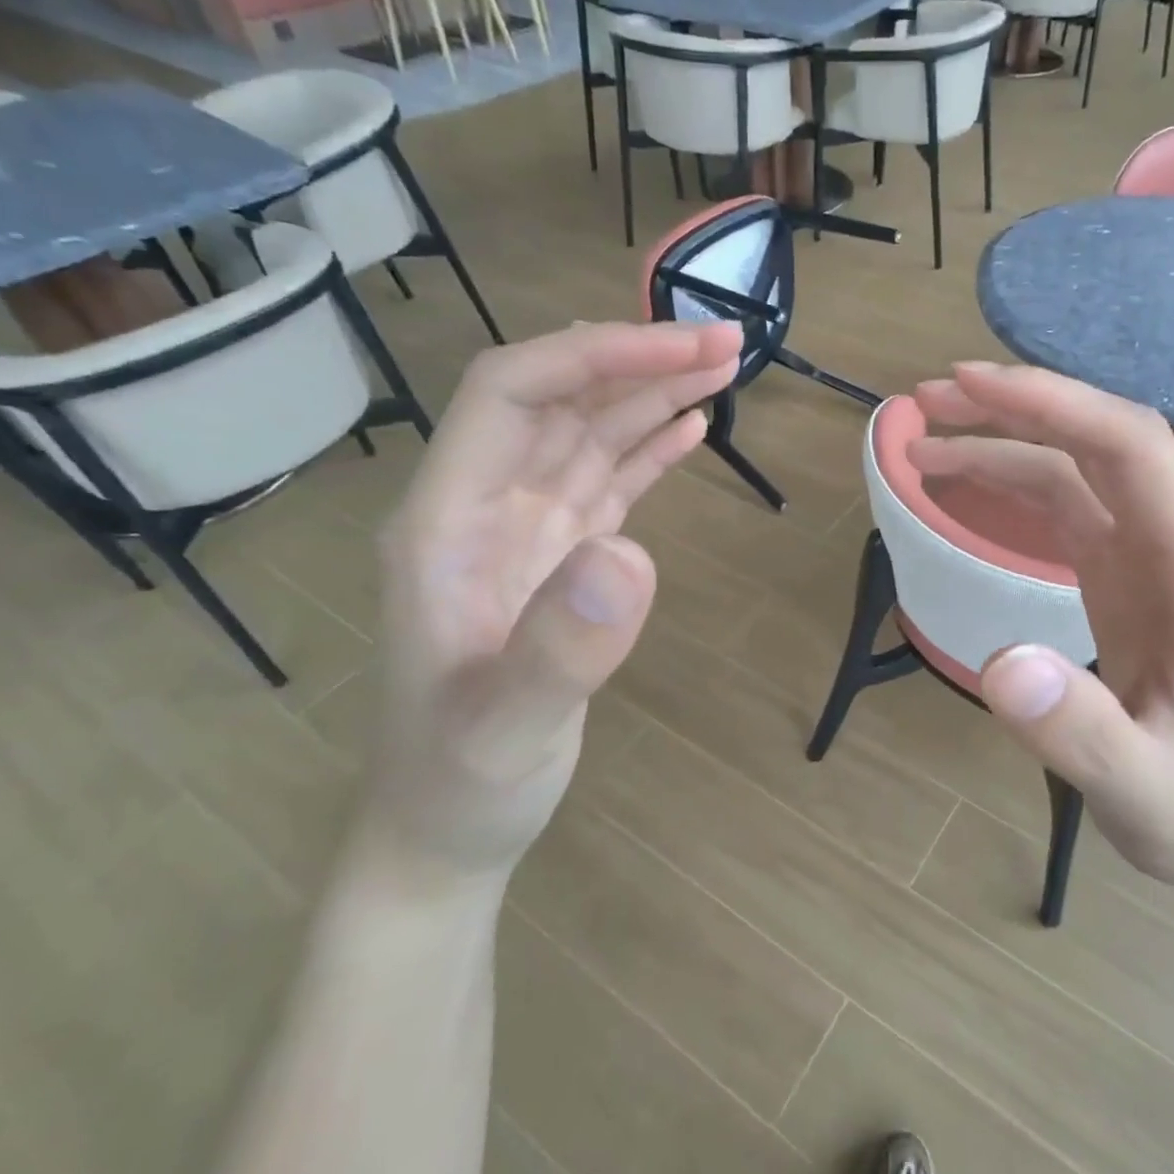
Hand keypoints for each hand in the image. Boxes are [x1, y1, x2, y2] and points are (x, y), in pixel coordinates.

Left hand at [361, 321, 741, 892]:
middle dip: (638, 362)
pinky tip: (688, 428)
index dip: (593, 358)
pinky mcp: (559, 561)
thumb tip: (632, 555)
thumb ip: (560, 647)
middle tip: (727, 343)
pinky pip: (605, 484)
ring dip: (650, 396)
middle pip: (557, 401)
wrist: (448, 830)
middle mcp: (481, 508)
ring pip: (587, 436)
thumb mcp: (507, 729)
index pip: (510, 393)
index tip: (681, 350)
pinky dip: (647, 449)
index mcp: (447, 521)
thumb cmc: (463, 783)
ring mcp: (522, 533)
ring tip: (722, 368)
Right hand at [910, 362, 1173, 904]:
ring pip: (1078, 466)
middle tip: (928, 400)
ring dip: (1004, 441)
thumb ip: (1081, 731)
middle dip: (1016, 407)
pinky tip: (966, 484)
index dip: (1051, 405)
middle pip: (1101, 439)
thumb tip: (999, 664)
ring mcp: (1153, 555)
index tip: (969, 388)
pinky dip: (1013, 482)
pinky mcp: (1126, 574)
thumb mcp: (1144, 791)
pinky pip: (1068, 505)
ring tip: (924, 443)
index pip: (1131, 449)